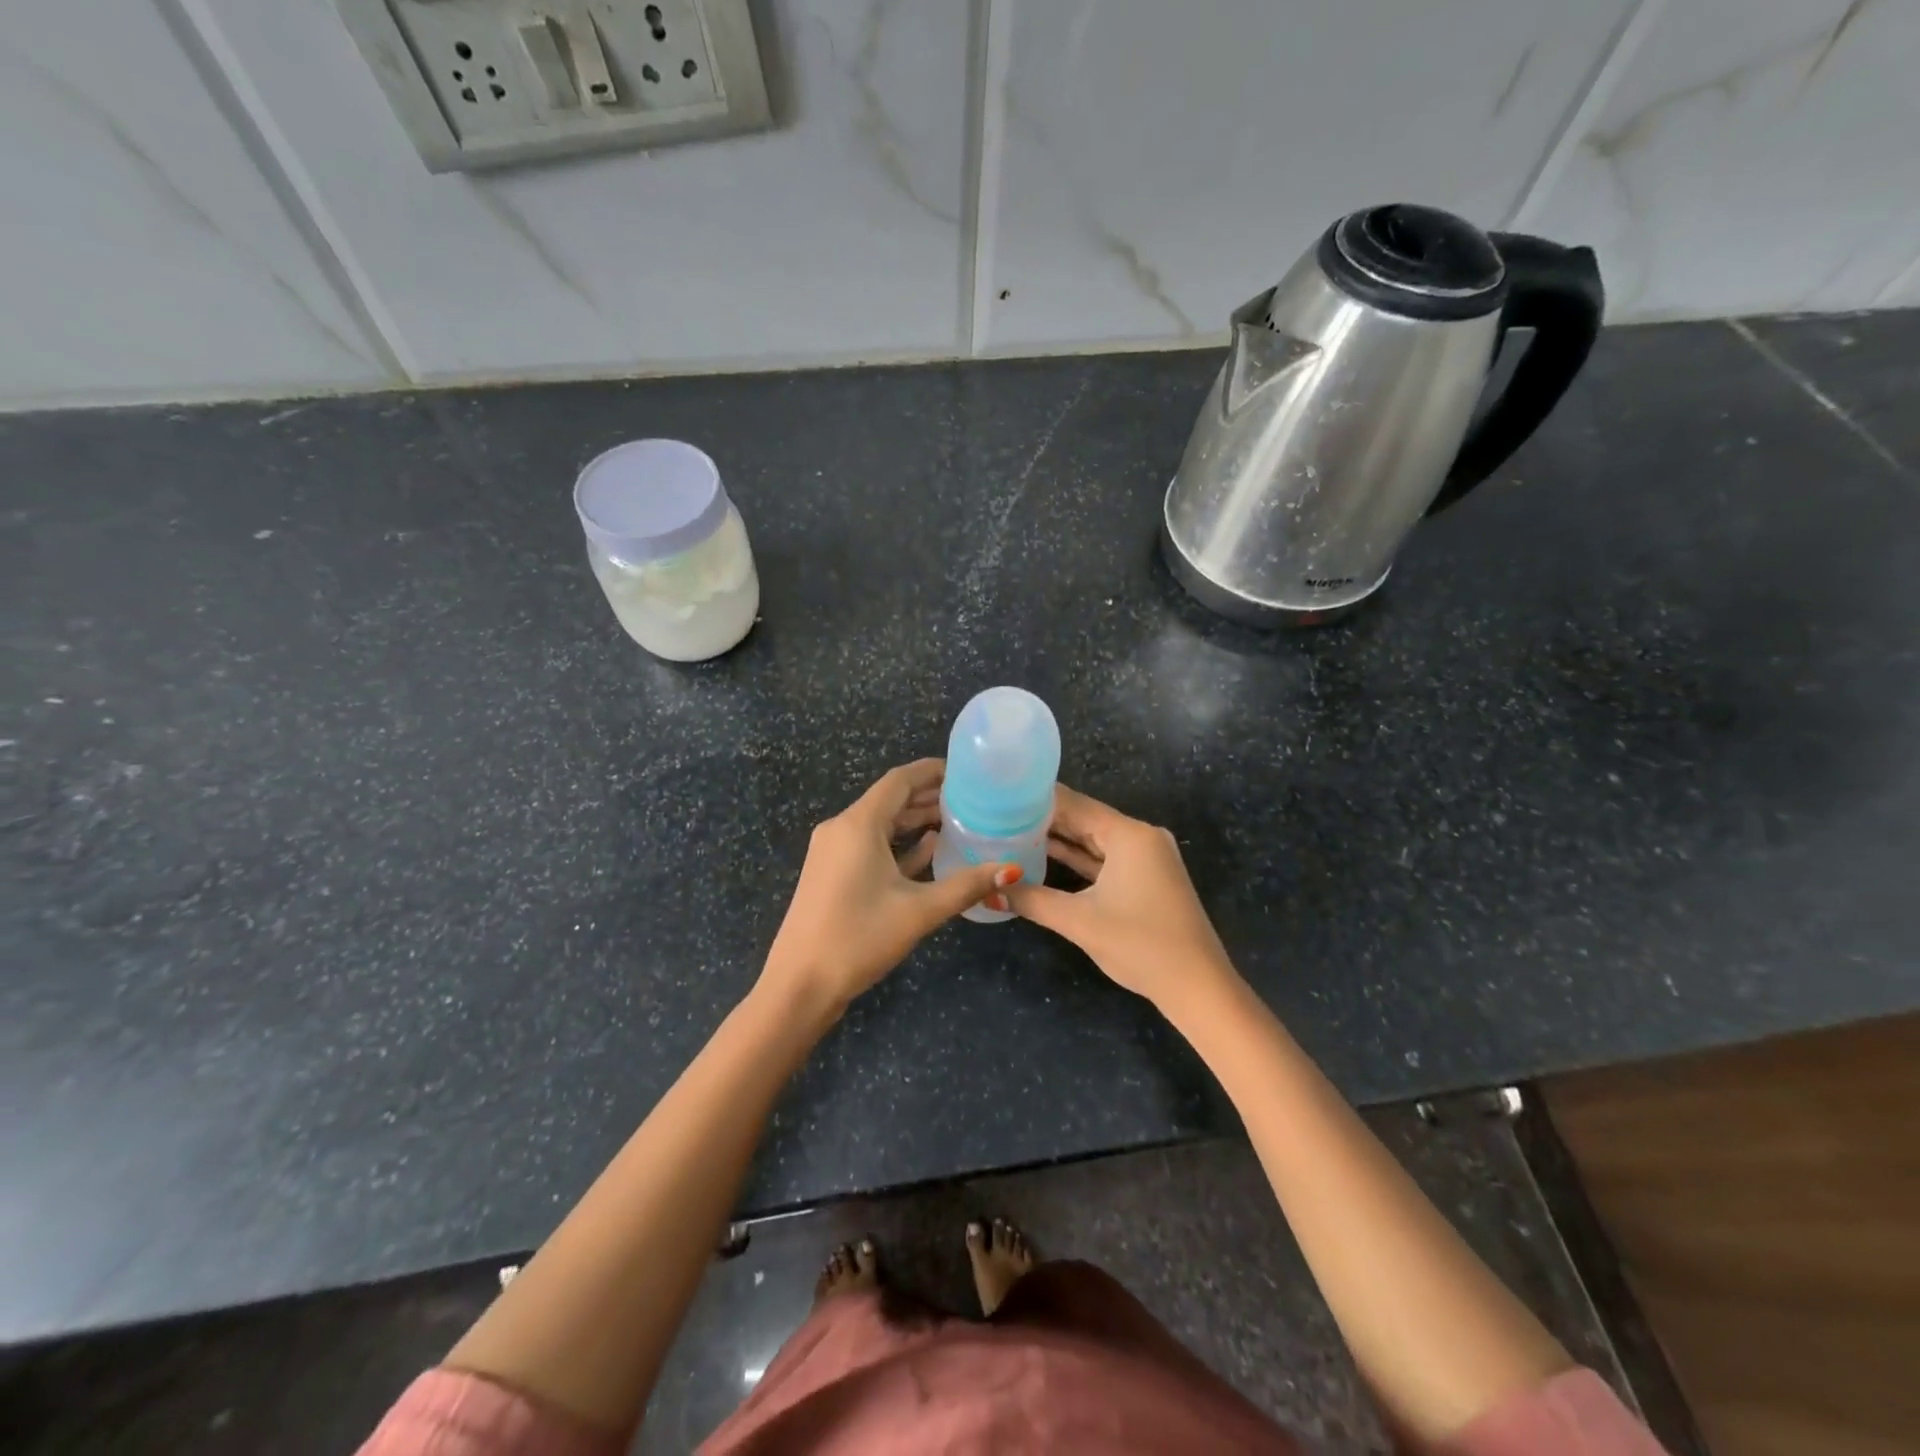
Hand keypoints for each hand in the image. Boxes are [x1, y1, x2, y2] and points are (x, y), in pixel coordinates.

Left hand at [761, 759, 1020, 1008]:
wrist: (799, 984)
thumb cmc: (858, 938)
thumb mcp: (918, 911)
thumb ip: (965, 886)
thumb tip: (1010, 870)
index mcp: (858, 824)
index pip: (900, 780)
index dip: (932, 771)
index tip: (966, 771)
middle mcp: (842, 828)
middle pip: (891, 800)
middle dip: (929, 797)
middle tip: (972, 798)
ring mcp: (833, 852)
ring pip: (881, 824)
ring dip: (916, 821)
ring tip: (959, 821)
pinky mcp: (832, 873)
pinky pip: (870, 846)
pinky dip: (899, 844)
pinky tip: (930, 849)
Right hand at [1006, 785, 1238, 1010]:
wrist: (1197, 986)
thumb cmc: (1140, 944)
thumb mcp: (1079, 921)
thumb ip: (1031, 900)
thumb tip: (988, 891)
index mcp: (1129, 834)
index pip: (1074, 804)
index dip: (1036, 800)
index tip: (1001, 797)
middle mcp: (1141, 837)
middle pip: (1085, 819)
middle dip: (1044, 820)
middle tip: (999, 814)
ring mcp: (1147, 859)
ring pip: (1094, 841)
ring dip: (1060, 840)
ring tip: (1013, 832)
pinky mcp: (1147, 879)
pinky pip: (1106, 859)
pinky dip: (1079, 859)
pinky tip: (1045, 857)